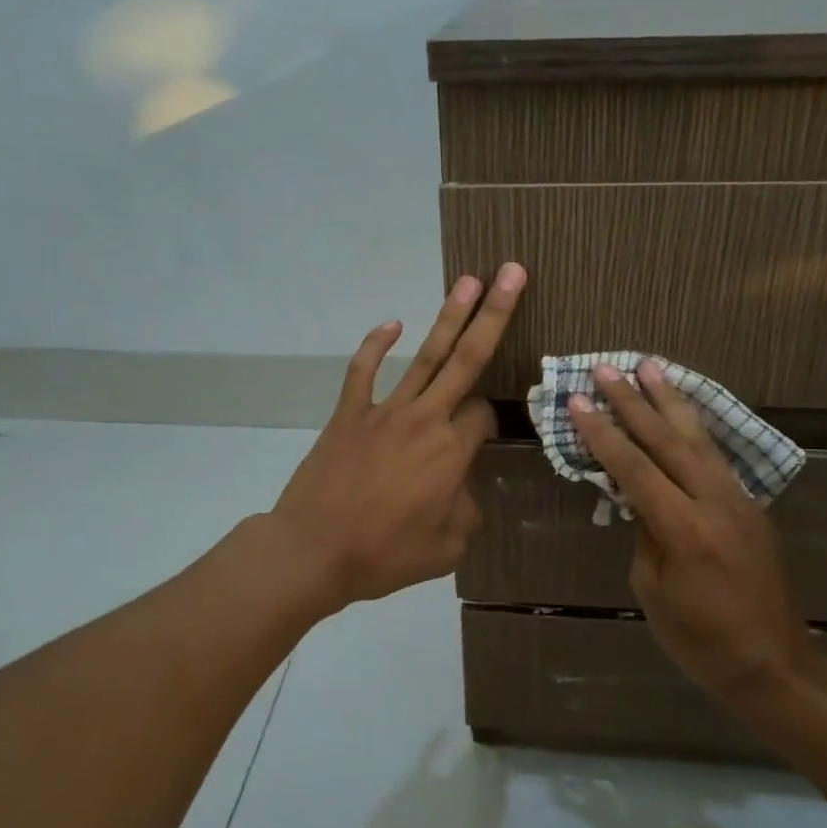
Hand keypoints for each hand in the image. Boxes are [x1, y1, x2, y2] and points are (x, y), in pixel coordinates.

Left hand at [269, 263, 524, 608]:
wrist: (313, 551)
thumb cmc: (383, 554)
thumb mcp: (446, 549)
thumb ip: (466, 513)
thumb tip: (461, 491)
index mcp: (451, 453)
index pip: (484, 415)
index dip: (490, 422)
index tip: (481, 442)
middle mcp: (424, 420)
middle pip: (467, 359)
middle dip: (495, 314)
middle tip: (513, 273)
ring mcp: (383, 411)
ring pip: (424, 357)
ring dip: (449, 317)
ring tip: (471, 281)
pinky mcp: (349, 414)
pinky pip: (363, 372)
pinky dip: (376, 346)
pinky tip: (391, 324)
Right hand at [566, 362, 826, 713]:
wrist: (773, 663)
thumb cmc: (701, 640)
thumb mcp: (654, 590)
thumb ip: (646, 534)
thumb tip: (640, 499)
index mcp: (685, 529)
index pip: (634, 469)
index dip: (603, 434)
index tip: (578, 401)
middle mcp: (715, 503)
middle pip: (667, 441)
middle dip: (633, 402)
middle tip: (607, 369)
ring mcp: (738, 500)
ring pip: (698, 438)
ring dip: (670, 400)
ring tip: (650, 366)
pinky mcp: (750, 506)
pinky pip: (716, 456)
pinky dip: (694, 427)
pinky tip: (682, 411)